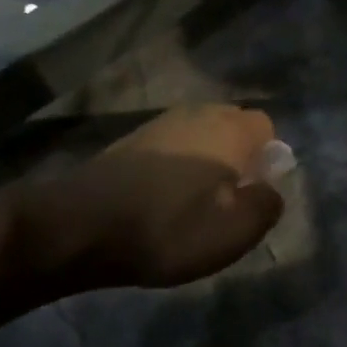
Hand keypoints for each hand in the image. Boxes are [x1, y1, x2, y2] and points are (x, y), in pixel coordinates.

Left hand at [24, 105, 285, 289]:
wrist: (77, 227)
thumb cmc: (170, 227)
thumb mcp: (236, 230)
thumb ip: (267, 205)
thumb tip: (270, 190)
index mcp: (230, 130)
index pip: (267, 126)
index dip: (269, 158)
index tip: (256, 190)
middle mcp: (196, 115)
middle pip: (232, 128)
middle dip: (238, 157)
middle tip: (229, 199)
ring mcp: (157, 126)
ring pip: (199, 138)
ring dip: (204, 163)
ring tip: (194, 204)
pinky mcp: (127, 143)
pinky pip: (169, 149)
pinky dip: (174, 169)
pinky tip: (162, 201)